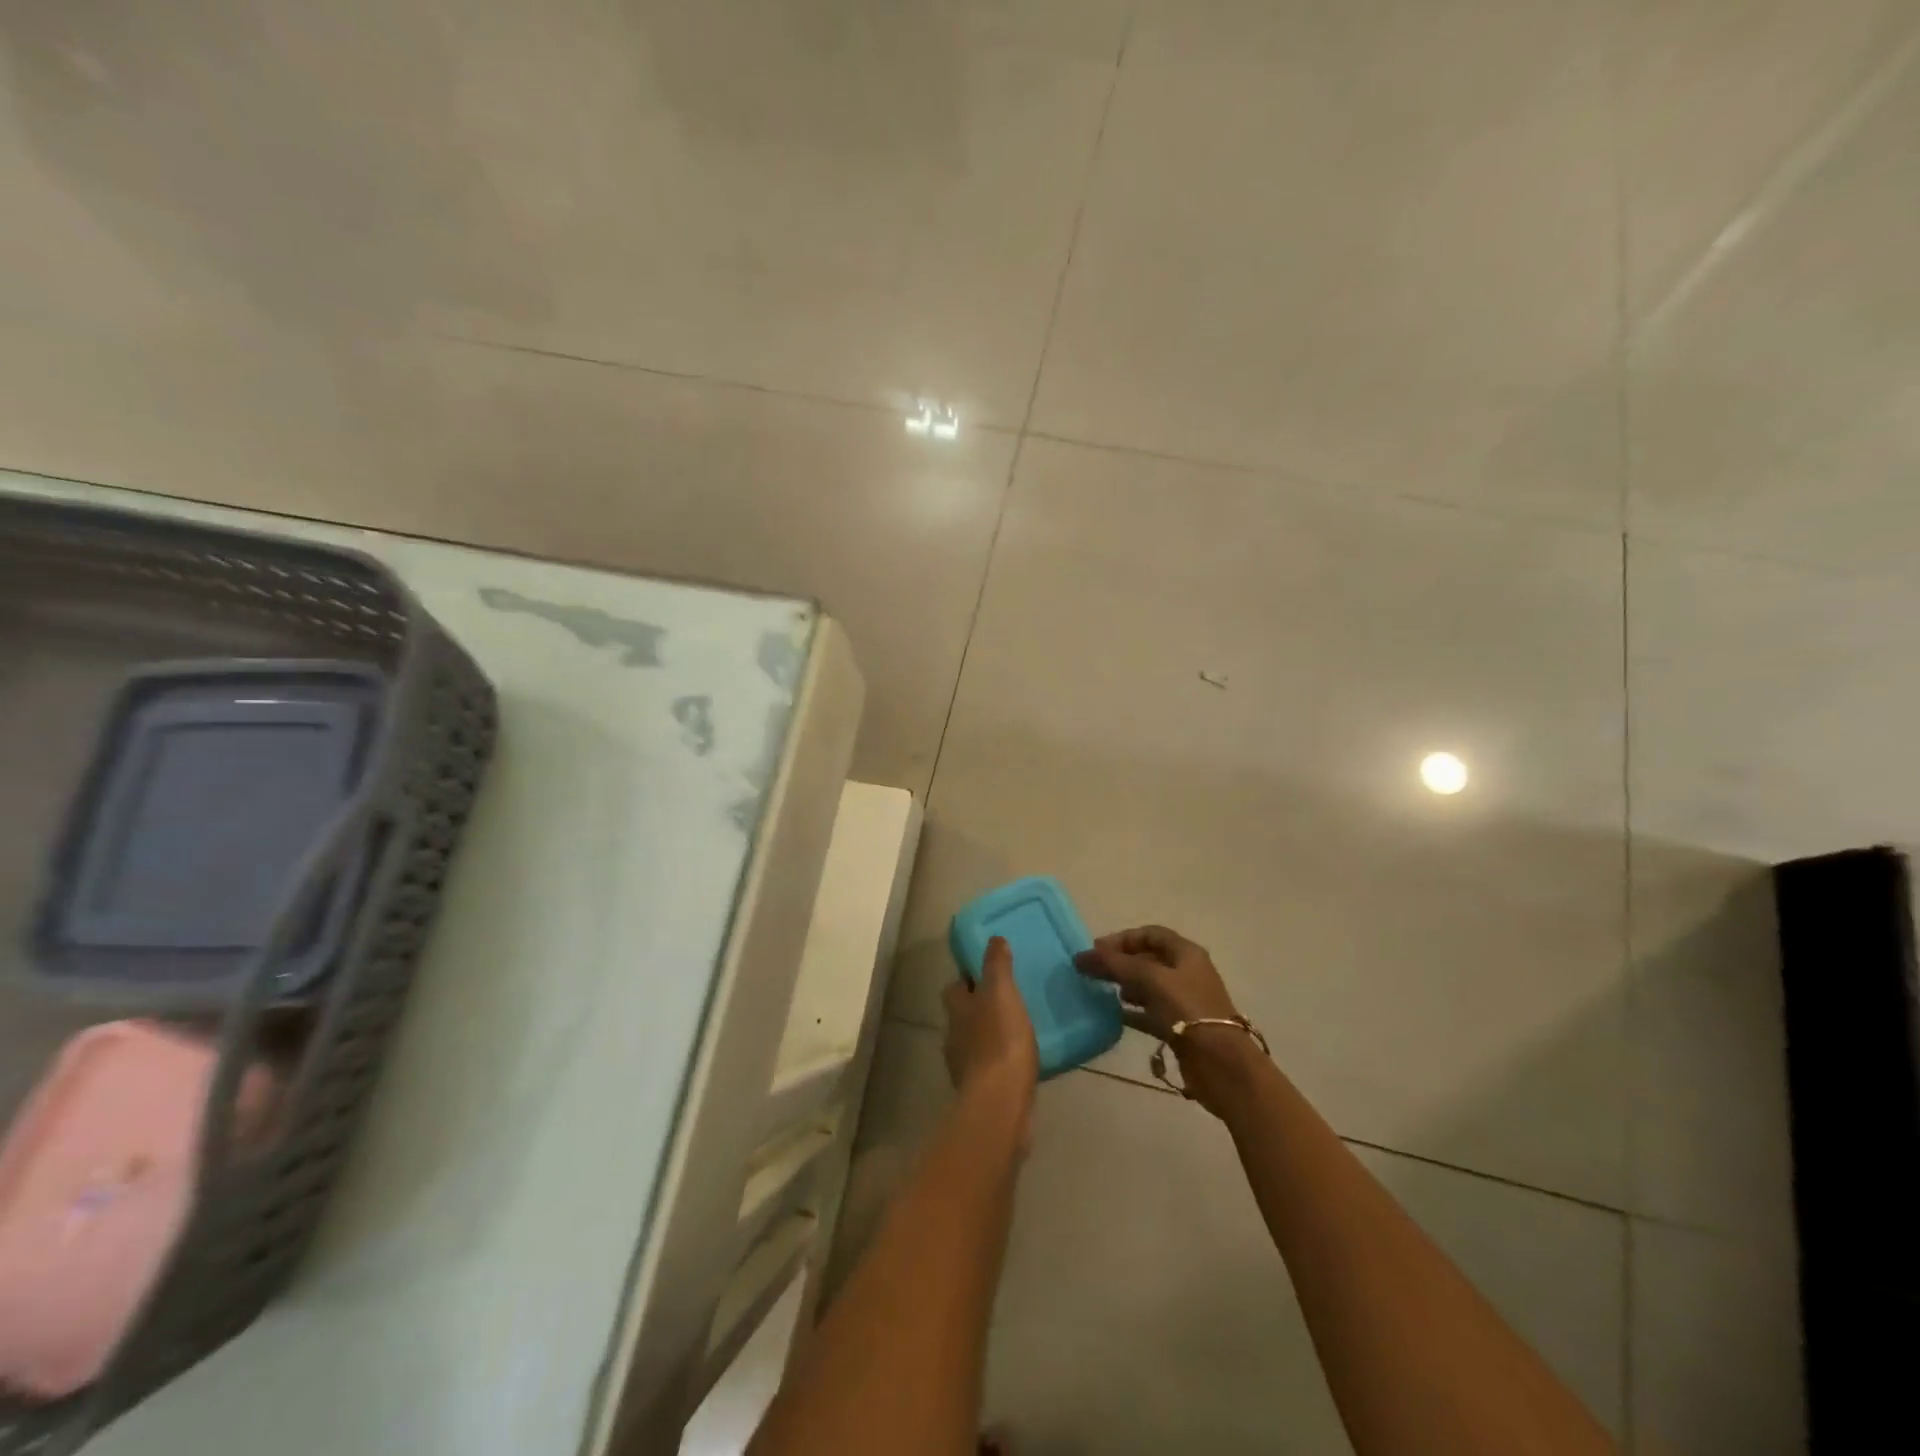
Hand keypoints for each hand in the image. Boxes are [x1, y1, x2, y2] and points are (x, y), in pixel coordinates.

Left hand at [942, 936, 1038, 1122]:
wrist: (1000, 1102)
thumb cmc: (1000, 1039)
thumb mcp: (1002, 992)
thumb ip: (997, 965)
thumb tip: (994, 938)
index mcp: (957, 1009)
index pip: (955, 987)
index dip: (968, 979)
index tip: (986, 973)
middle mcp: (954, 1035)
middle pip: (962, 1015)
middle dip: (979, 1007)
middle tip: (1006, 1000)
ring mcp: (964, 1066)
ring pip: (974, 1041)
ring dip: (989, 1035)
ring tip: (1016, 1030)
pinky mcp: (980, 1091)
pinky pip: (989, 1067)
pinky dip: (999, 1061)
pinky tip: (1018, 1061)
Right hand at [1074, 925, 1256, 1115]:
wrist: (1220, 1063)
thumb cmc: (1187, 1010)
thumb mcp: (1149, 979)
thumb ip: (1115, 965)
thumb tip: (1081, 956)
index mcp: (1186, 953)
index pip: (1150, 934)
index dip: (1122, 938)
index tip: (1096, 950)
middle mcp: (1186, 972)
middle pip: (1148, 958)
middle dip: (1121, 962)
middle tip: (1094, 971)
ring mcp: (1184, 1000)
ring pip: (1148, 985)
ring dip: (1125, 985)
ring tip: (1103, 991)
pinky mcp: (1179, 1026)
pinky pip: (1150, 1012)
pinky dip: (1132, 1011)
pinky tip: (1113, 1016)